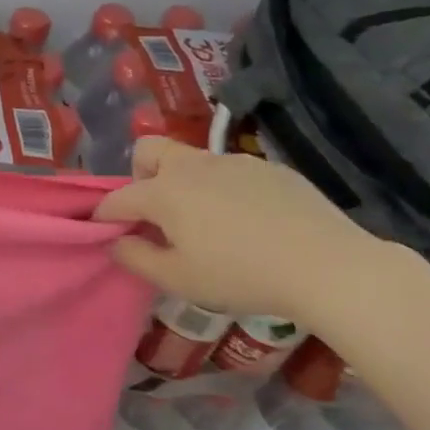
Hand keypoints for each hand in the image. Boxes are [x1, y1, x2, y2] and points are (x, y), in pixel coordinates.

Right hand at [93, 137, 376, 321]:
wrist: (326, 265)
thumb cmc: (240, 275)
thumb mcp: (178, 279)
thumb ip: (136, 258)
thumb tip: (116, 242)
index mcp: (164, 192)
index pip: (118, 198)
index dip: (104, 216)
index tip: (103, 233)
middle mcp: (193, 166)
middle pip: (148, 151)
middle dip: (139, 175)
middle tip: (156, 214)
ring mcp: (233, 162)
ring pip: (192, 160)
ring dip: (183, 183)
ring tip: (205, 222)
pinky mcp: (269, 168)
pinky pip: (230, 171)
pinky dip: (222, 189)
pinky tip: (247, 222)